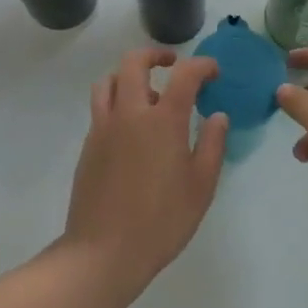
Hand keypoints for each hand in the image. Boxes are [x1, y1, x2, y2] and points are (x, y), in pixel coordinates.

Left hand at [62, 48, 227, 297]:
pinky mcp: (89, 144)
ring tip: (147, 94)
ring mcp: (104, 126)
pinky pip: (101, 106)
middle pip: (134, 62)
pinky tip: (131, 128)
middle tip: (172, 64)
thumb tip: (218, 115)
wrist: (103, 252)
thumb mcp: (201, 187)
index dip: (201, 65)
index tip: (212, 71)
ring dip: (129, 75)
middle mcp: (130, 112)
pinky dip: (117, 101)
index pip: (184, 74)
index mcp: (162, 120)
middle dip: (155, 55)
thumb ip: (212, 145)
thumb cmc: (161, 221)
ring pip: (110, 80)